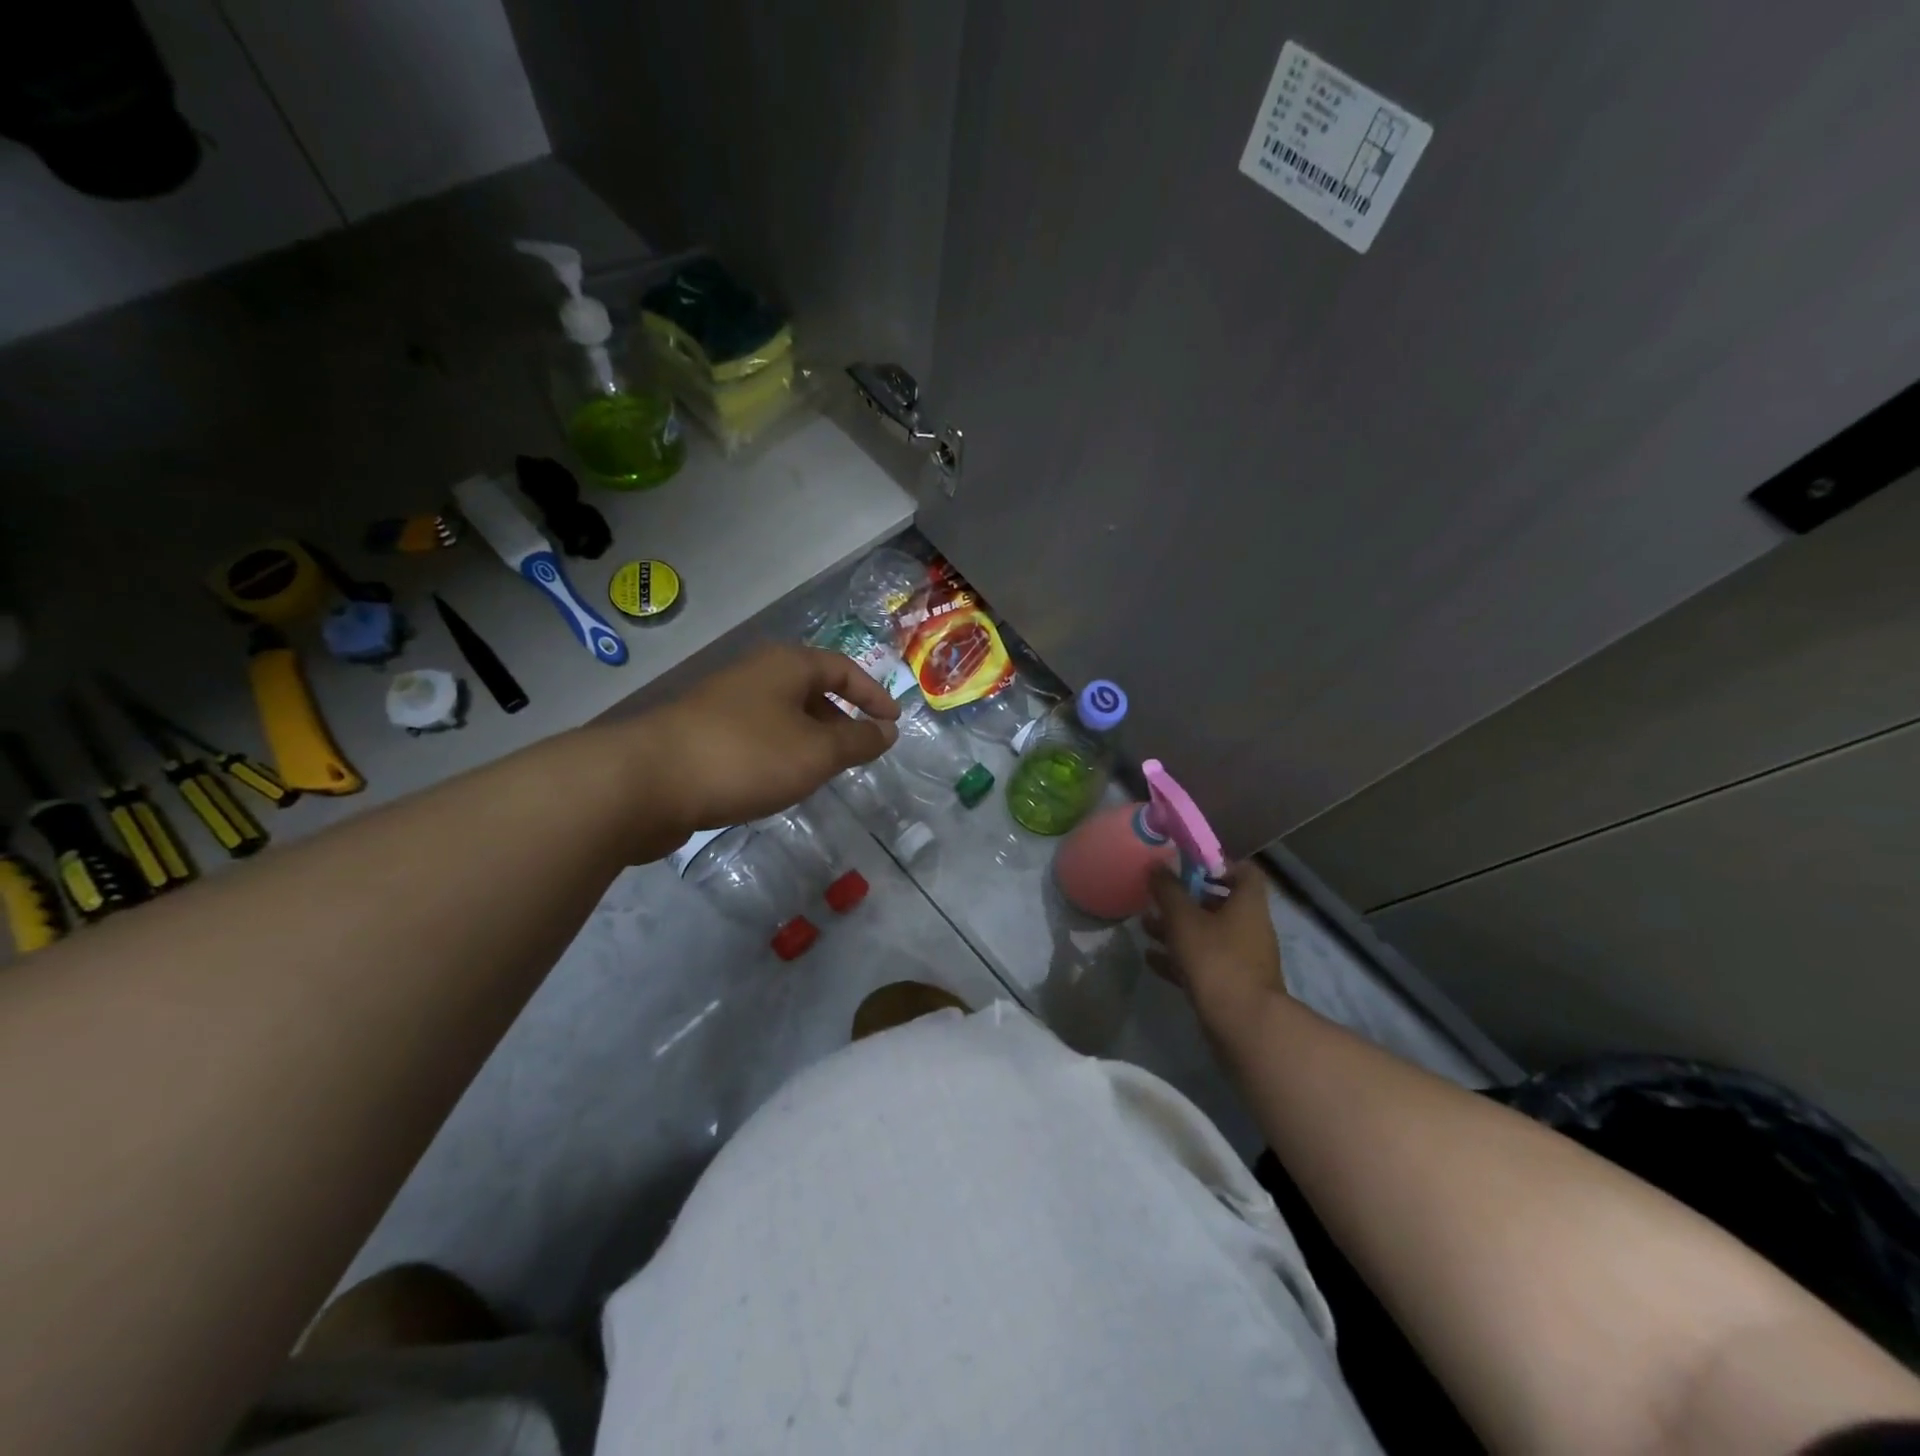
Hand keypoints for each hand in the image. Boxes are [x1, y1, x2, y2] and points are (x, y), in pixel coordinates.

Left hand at [643, 644, 900, 837]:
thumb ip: (857, 741)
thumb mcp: (816, 751)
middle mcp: (755, 675)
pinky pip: (757, 736)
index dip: (873, 695)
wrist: (647, 781)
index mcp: (786, 665)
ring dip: (809, 739)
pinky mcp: (703, 734)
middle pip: (811, 689)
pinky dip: (780, 754)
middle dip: (841, 719)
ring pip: (783, 716)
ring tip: (823, 772)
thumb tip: (887, 731)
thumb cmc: (745, 756)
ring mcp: (724, 703)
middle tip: (859, 752)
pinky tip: (778, 782)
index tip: (893, 723)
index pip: (843, 669)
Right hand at [1144, 862, 1286, 1035]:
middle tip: (1159, 896)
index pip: (1244, 871)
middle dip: (1187, 899)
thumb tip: (1156, 866)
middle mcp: (1250, 928)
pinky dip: (1179, 958)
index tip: (1188, 864)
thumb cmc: (1216, 959)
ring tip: (1146, 926)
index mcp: (1248, 905)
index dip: (1218, 864)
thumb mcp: (1184, 919)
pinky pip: (1203, 963)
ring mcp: (1242, 959)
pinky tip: (1151, 958)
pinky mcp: (1231, 986)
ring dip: (1178, 929)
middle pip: (1220, 904)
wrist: (1243, 1025)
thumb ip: (1168, 890)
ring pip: (1208, 935)